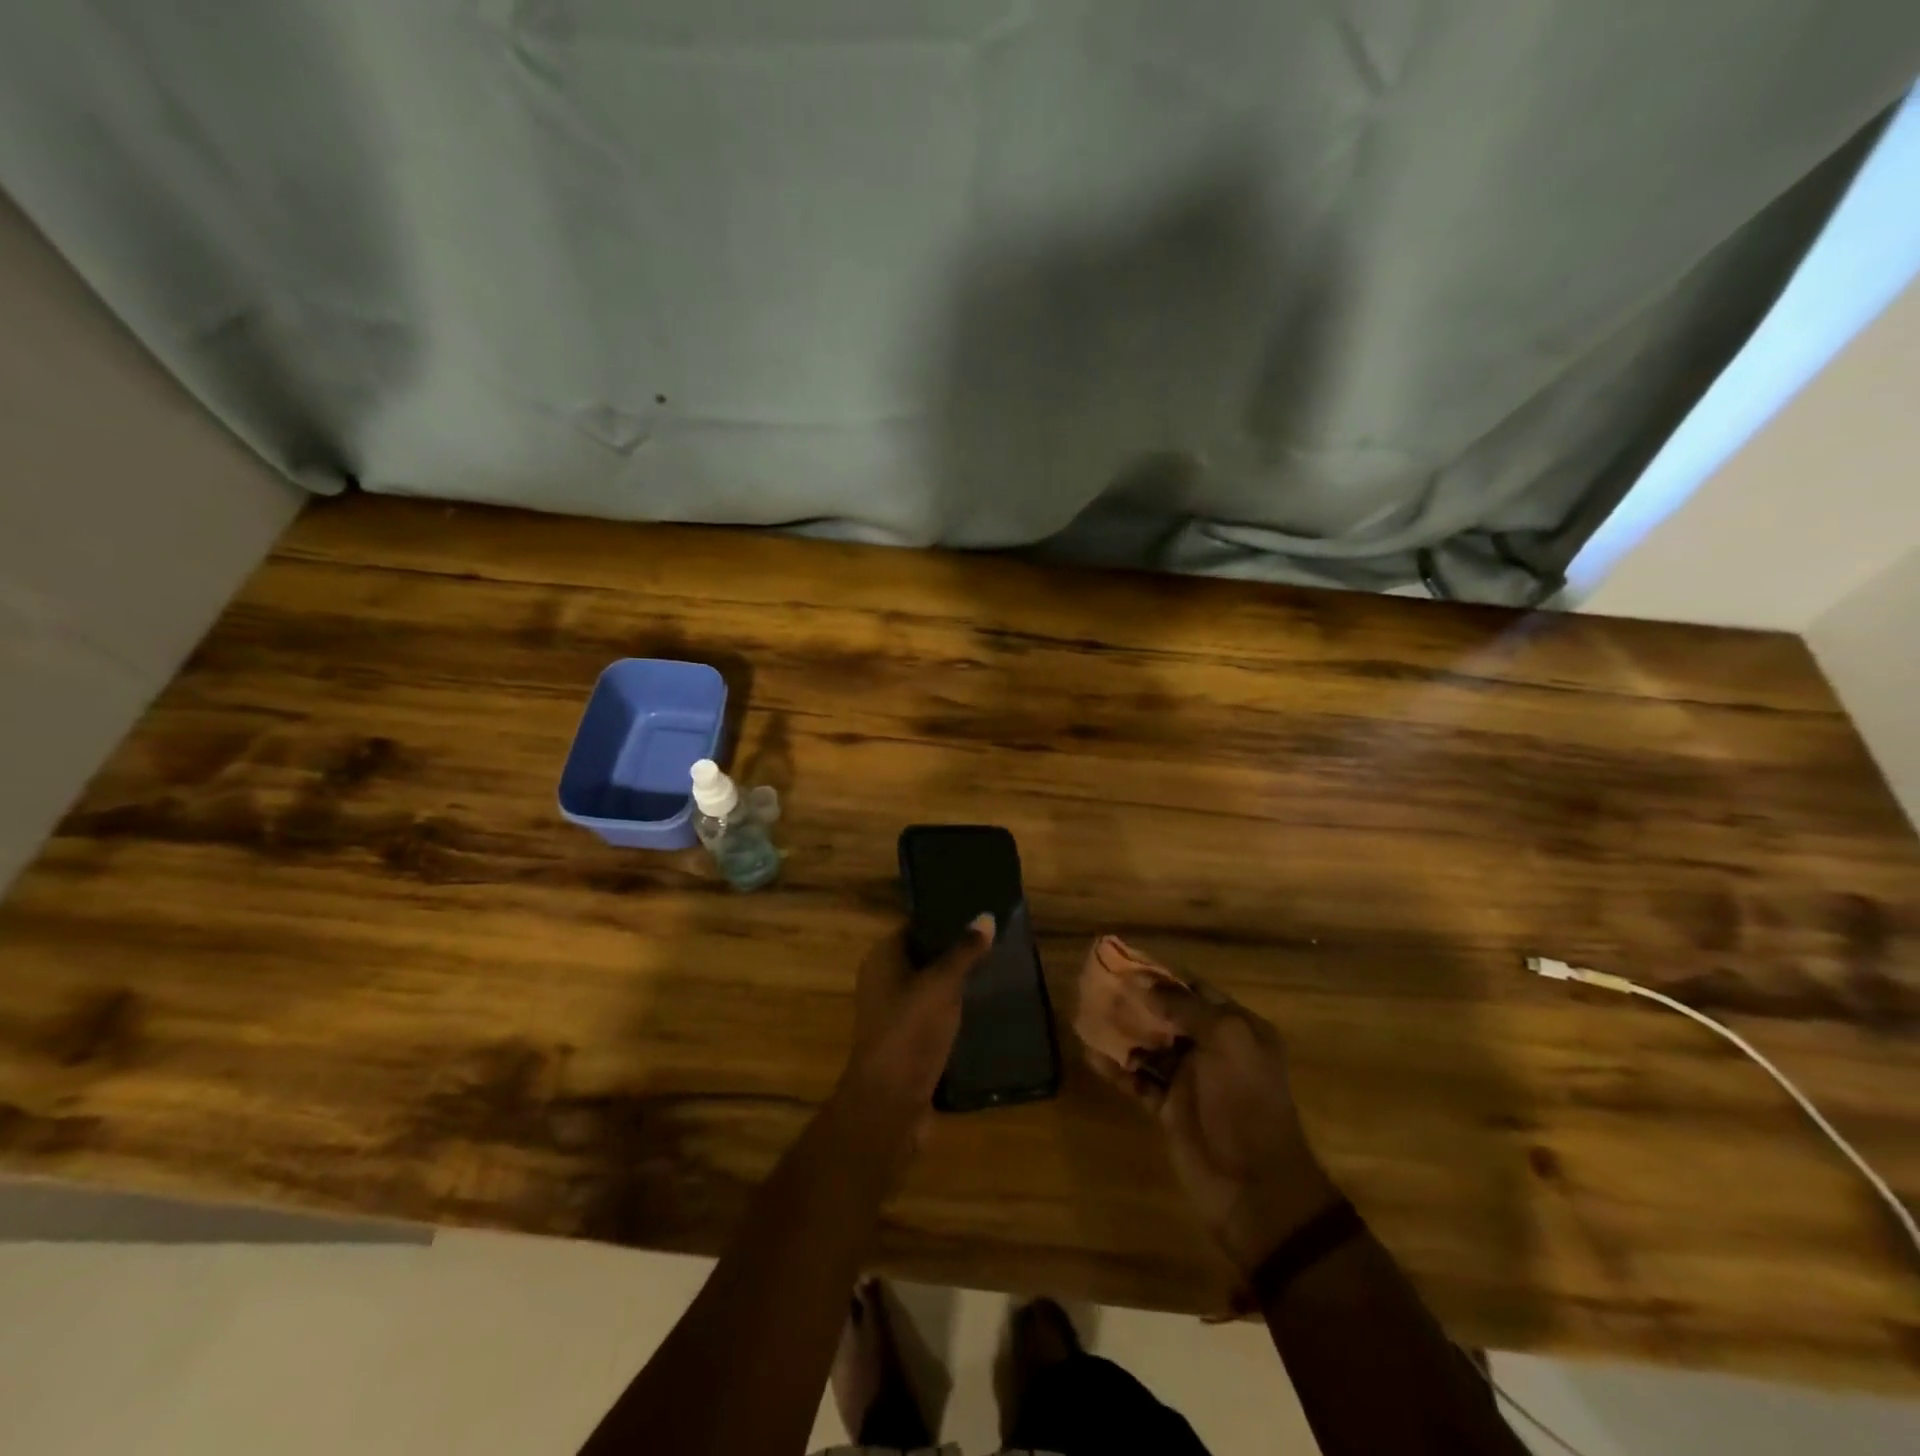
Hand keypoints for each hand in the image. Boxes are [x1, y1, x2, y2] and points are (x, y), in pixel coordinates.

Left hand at [840, 914, 995, 1128]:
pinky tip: (980, 1008)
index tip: (978, 918)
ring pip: (928, 987)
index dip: (944, 921)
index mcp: (881, 958)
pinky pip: (931, 1015)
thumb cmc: (911, 1029)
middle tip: (993, 944)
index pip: (914, 927)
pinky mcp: (906, 1040)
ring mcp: (892, 1013)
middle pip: (922, 956)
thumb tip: (986, 916)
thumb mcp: (943, 984)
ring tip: (993, 972)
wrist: (890, 1101)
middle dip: (954, 952)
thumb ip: (965, 951)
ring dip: (955, 983)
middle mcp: (881, 980)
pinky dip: (951, 1010)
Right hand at [1089, 980, 1339, 1274]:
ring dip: (1122, 1032)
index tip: (1124, 963)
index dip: (1161, 976)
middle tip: (1097, 987)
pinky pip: (1137, 1079)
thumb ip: (1186, 1008)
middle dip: (1136, 1001)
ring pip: (1149, 1045)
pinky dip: (1116, 1068)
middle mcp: (1214, 1048)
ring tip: (1087, 1015)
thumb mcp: (1226, 1040)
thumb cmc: (1245, 1102)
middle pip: (1168, 1015)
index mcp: (1237, 1028)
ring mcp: (1190, 1079)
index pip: (1195, 990)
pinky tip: (1090, 1055)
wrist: (1254, 1187)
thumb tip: (1146, 985)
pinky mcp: (1168, 1108)